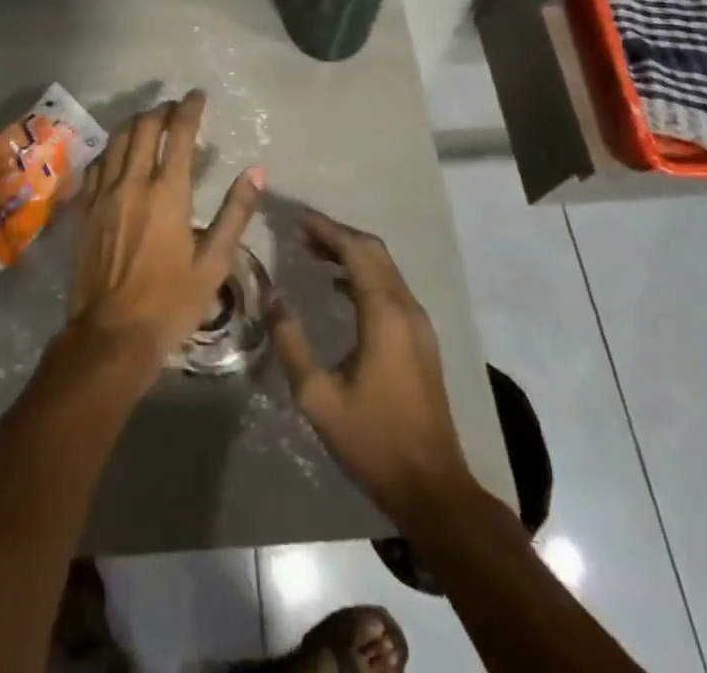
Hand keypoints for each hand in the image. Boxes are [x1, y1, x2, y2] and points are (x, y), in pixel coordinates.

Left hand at [66, 90, 261, 389]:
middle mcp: (132, 182)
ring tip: (150, 122)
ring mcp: (103, 194)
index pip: (179, 133)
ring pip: (117, 140)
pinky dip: (112, 148)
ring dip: (135, 124)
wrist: (111, 334)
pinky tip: (119, 154)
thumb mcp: (214, 261)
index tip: (197, 95)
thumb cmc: (170, 301)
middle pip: (143, 127)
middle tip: (175, 109)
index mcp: (168, 192)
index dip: (189, 108)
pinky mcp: (85, 209)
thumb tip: (256, 170)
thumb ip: (235, 212)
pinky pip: (97, 163)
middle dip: (161, 111)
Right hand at [270, 209, 475, 523]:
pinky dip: (363, 275)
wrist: (433, 488)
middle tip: (300, 232)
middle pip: (373, 251)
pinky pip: (390, 288)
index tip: (296, 218)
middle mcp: (406, 308)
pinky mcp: (421, 339)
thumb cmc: (373, 441)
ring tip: (313, 251)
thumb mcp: (318, 397)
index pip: (355, 251)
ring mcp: (418, 323)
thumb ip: (291, 343)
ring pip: (384, 268)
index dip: (325, 229)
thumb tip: (273, 297)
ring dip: (351, 253)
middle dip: (337, 235)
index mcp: (384, 314)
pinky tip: (339, 286)